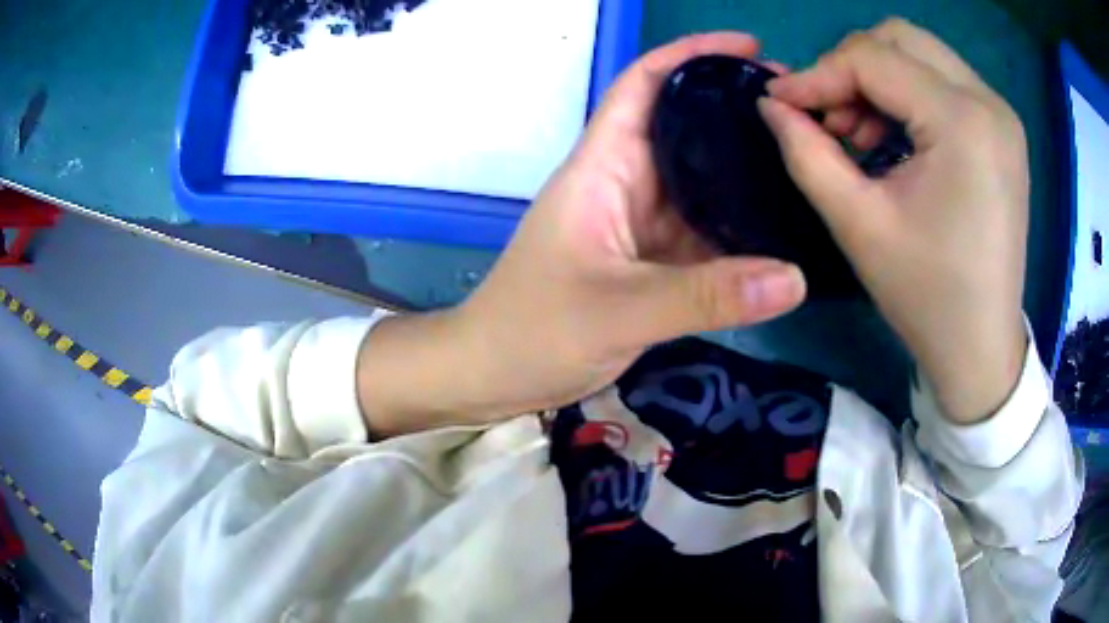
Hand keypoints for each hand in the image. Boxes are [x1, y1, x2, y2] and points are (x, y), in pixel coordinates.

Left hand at [357, 33, 806, 435]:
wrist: (495, 374)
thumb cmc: (534, 331)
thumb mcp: (619, 310)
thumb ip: (706, 296)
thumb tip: (794, 278)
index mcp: (603, 167)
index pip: (644, 85)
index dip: (691, 55)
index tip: (750, 48)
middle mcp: (624, 184)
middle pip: (684, 127)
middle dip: (735, 110)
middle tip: (800, 111)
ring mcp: (639, 224)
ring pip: (699, 181)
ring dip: (744, 169)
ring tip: (804, 161)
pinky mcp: (650, 262)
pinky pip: (703, 231)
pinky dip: (738, 227)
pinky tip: (779, 226)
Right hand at [758, 18, 1027, 423]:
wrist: (982, 347)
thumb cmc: (927, 297)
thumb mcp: (858, 225)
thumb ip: (806, 153)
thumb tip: (772, 104)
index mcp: (962, 123)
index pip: (872, 58)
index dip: (819, 74)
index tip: (783, 103)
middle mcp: (989, 102)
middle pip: (900, 38)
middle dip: (851, 67)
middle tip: (831, 117)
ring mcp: (1001, 113)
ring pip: (921, 54)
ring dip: (880, 79)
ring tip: (861, 132)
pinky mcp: (1002, 129)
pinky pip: (943, 81)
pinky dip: (908, 94)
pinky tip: (895, 137)